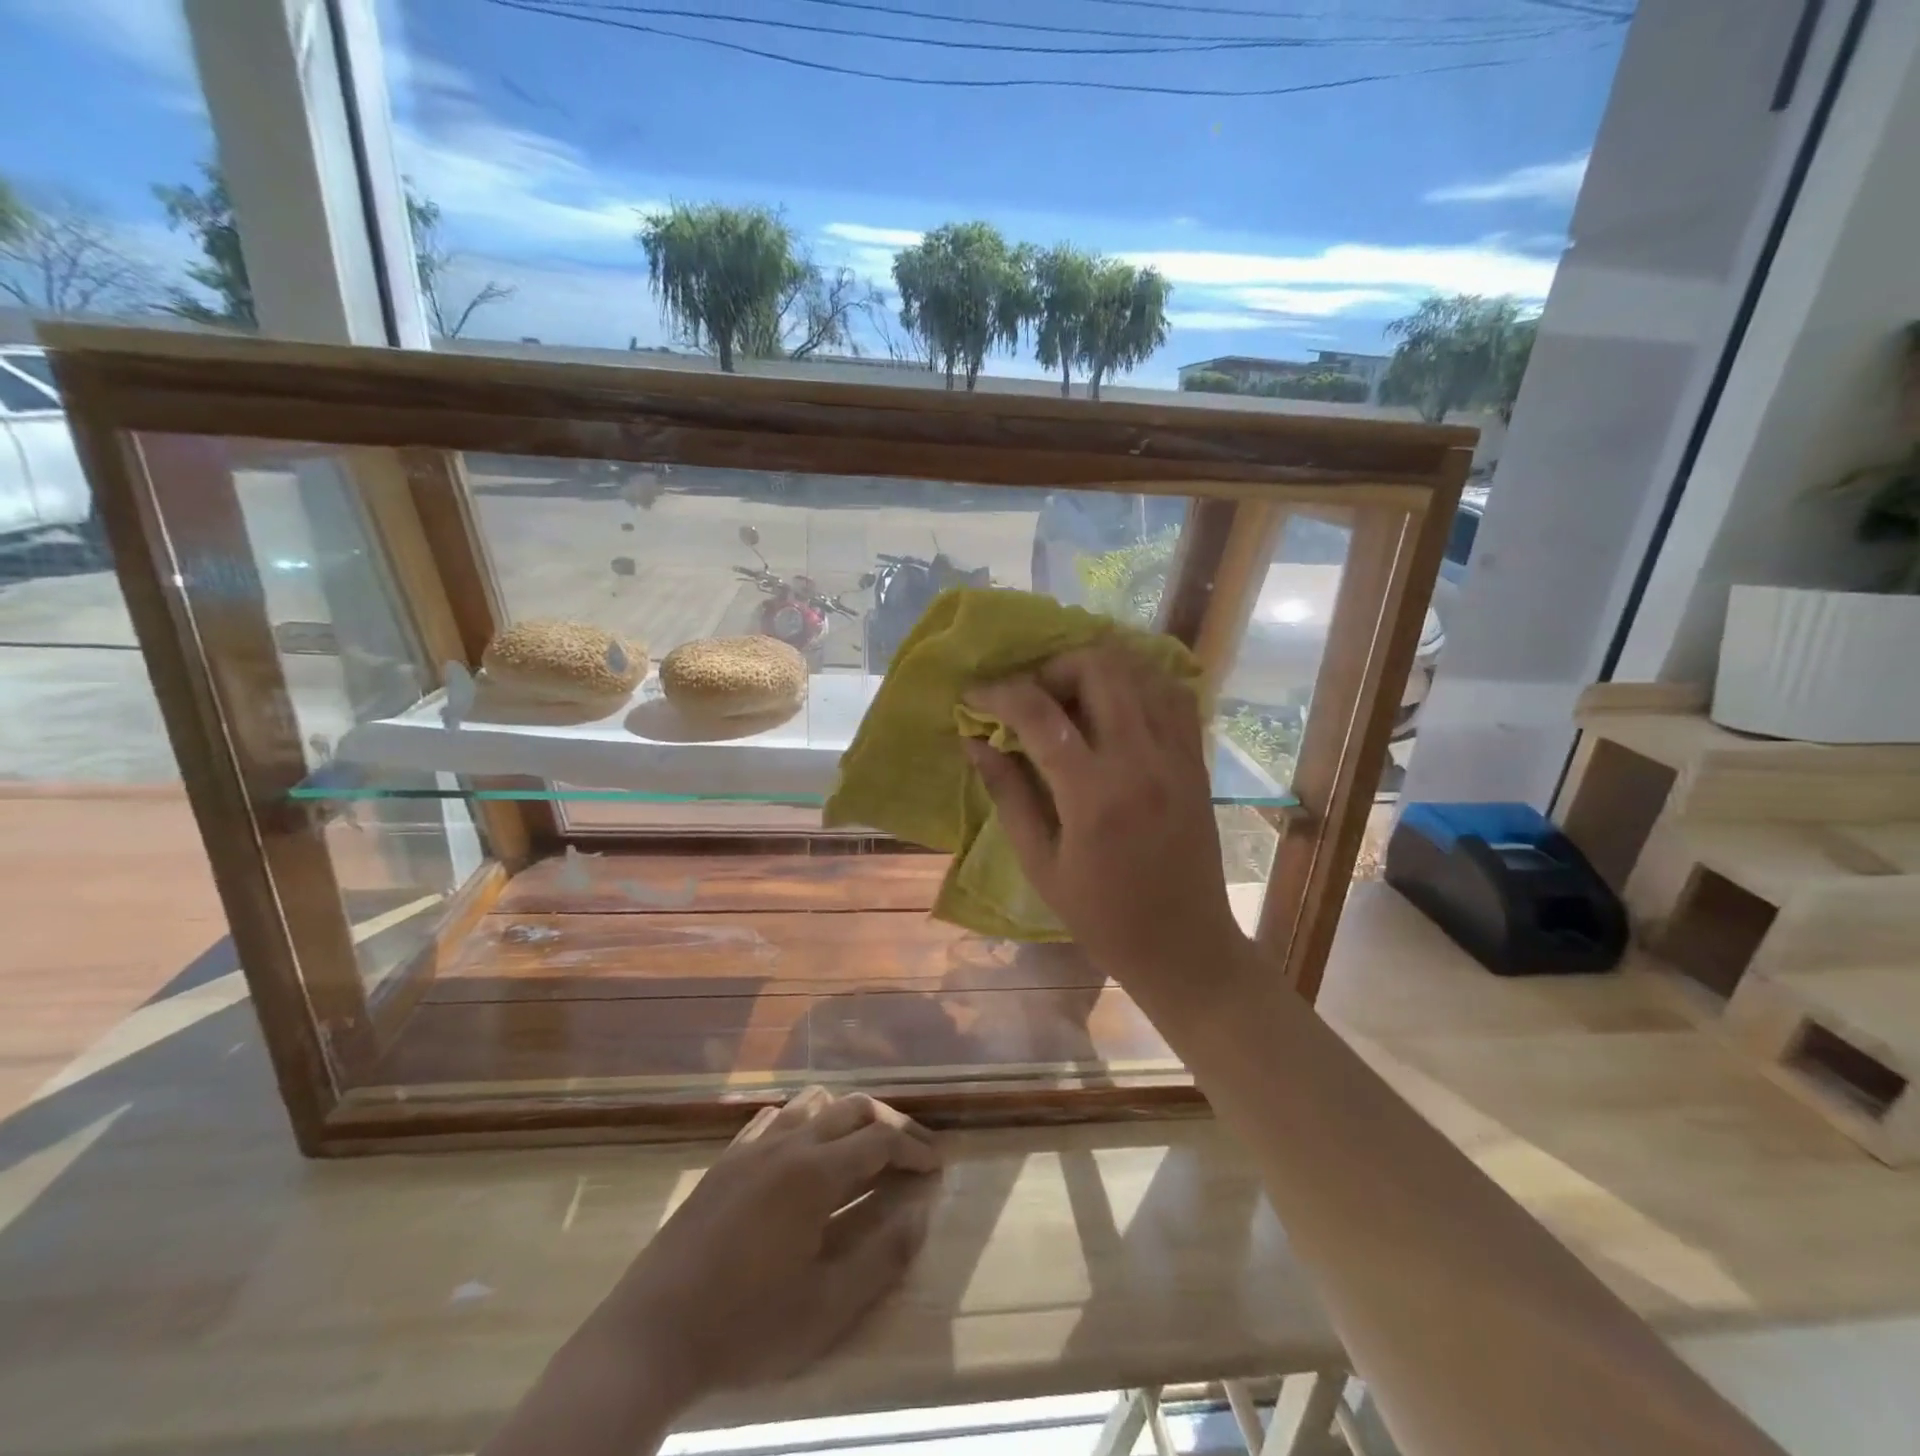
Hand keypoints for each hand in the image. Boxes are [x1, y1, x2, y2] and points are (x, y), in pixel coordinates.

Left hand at [607, 1087, 940, 1404]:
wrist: (651, 1333)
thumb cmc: (745, 1325)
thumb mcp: (825, 1308)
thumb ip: (881, 1257)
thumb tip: (921, 1214)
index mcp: (815, 1172)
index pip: (880, 1140)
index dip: (915, 1147)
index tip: (937, 1165)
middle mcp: (788, 1142)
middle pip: (852, 1108)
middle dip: (890, 1123)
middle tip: (914, 1149)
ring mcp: (753, 1146)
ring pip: (812, 1102)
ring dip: (847, 1114)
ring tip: (864, 1143)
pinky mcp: (726, 1159)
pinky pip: (774, 1117)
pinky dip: (803, 1119)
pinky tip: (804, 1144)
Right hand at [964, 643, 1248, 1013]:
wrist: (1184, 946)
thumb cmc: (1101, 916)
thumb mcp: (1040, 863)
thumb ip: (1008, 793)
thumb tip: (975, 741)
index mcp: (1094, 795)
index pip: (1041, 714)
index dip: (1000, 694)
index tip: (974, 695)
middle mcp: (1140, 761)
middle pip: (1099, 668)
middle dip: (1053, 668)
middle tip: (1031, 698)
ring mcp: (1177, 755)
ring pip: (1140, 670)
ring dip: (1096, 669)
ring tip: (1069, 698)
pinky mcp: (1196, 759)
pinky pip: (1171, 694)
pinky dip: (1138, 684)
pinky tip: (1115, 706)